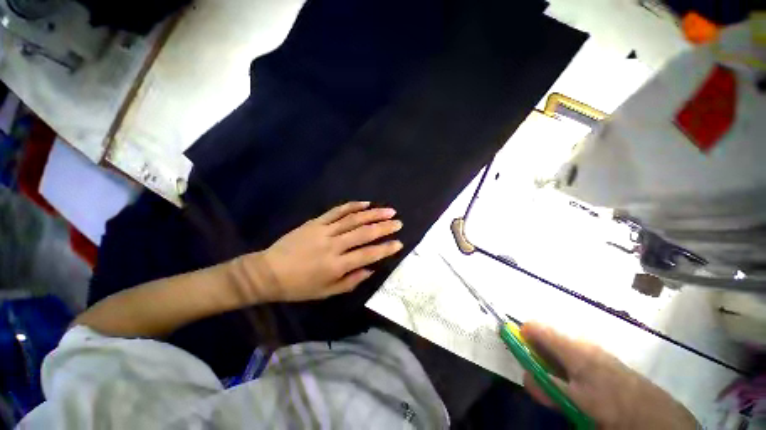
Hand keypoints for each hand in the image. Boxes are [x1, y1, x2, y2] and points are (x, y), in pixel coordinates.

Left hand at [229, 201, 402, 302]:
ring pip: (353, 219)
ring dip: (373, 214)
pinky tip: (365, 203)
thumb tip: (371, 269)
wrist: (268, 272)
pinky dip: (352, 206)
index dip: (385, 249)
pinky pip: (337, 211)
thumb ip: (351, 281)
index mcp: (337, 266)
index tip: (399, 243)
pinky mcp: (316, 222)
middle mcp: (333, 246)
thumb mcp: (326, 292)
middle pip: (364, 233)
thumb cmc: (299, 287)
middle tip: (398, 222)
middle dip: (384, 227)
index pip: (368, 255)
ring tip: (388, 210)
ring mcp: (324, 231)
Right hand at [521, 322, 698, 429]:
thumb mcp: (575, 402)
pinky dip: (567, 362)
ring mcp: (592, 348)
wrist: (655, 414)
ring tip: (558, 379)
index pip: (535, 327)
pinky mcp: (602, 357)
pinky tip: (576, 381)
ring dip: (552, 357)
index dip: (521, 335)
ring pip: (561, 344)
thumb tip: (525, 374)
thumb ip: (547, 387)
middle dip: (537, 349)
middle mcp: (580, 341)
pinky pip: (575, 351)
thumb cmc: (611, 405)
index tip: (517, 350)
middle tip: (539, 372)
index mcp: (571, 347)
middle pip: (547, 334)